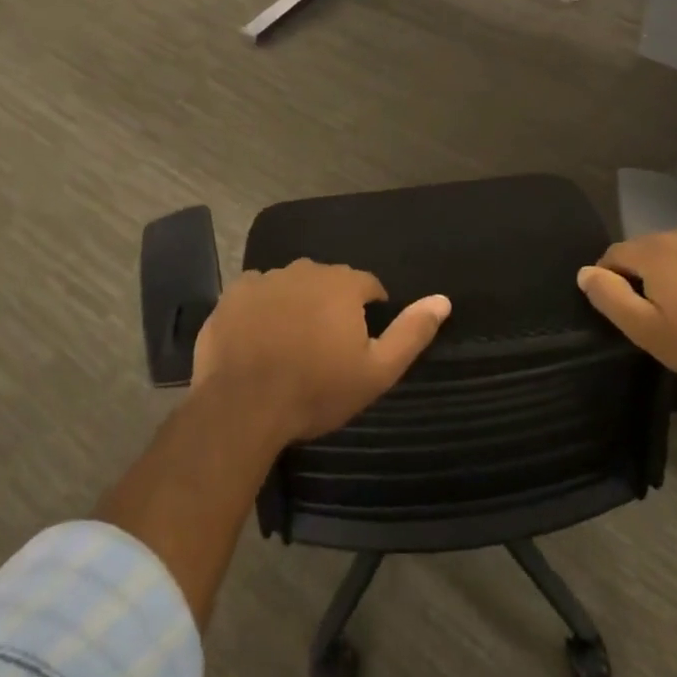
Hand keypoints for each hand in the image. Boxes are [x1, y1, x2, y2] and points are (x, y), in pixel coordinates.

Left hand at [192, 259, 451, 446]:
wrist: (243, 407)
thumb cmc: (316, 391)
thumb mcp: (376, 371)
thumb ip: (411, 332)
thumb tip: (443, 300)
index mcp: (343, 283)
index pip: (368, 286)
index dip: (368, 311)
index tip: (359, 343)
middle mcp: (306, 269)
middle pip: (328, 282)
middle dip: (331, 305)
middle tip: (324, 347)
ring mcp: (266, 278)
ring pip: (292, 285)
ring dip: (296, 305)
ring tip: (289, 344)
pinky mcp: (233, 293)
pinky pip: (257, 293)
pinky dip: (262, 308)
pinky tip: (258, 338)